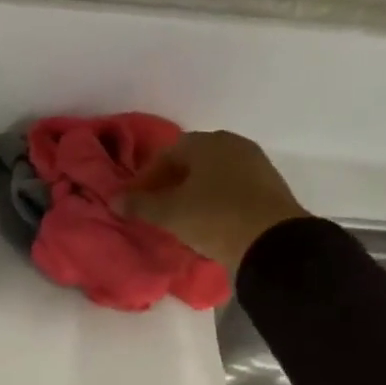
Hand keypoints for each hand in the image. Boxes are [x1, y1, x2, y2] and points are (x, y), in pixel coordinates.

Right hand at [121, 130, 310, 274]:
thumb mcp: (169, 214)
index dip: (146, 178)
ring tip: (178, 218)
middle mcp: (232, 144)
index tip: (134, 201)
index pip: (166, 154)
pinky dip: (213, 200)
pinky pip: (230, 188)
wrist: (271, 241)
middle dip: (169, 183)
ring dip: (192, 192)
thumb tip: (114, 200)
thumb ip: (139, 205)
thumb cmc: (213, 218)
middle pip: (191, 161)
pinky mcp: (268, 185)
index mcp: (206, 142)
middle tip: (155, 209)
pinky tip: (205, 221)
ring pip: (212, 174)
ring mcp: (254, 163)